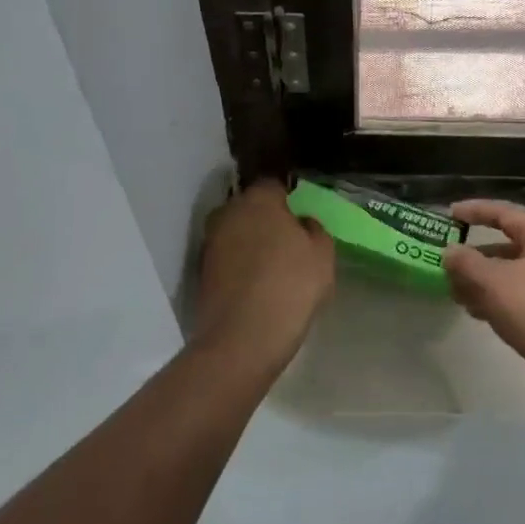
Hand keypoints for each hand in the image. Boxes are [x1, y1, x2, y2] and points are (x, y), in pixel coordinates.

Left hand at [192, 180, 334, 368]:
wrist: (242, 338)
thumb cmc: (290, 286)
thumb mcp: (322, 255)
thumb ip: (314, 229)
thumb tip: (301, 223)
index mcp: (258, 199)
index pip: (274, 185)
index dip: (288, 199)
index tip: (299, 218)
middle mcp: (228, 212)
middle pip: (250, 207)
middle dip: (265, 219)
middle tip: (287, 242)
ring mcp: (211, 242)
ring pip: (236, 232)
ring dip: (250, 242)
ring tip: (271, 267)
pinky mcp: (201, 271)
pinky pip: (227, 258)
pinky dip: (238, 265)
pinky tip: (255, 285)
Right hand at [443, 201, 524, 380]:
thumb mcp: (491, 282)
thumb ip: (465, 263)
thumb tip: (450, 253)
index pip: (506, 214)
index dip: (476, 211)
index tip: (451, 215)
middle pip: (513, 248)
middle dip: (479, 257)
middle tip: (452, 265)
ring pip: (520, 276)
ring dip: (488, 282)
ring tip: (459, 295)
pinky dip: (505, 300)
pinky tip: (482, 315)